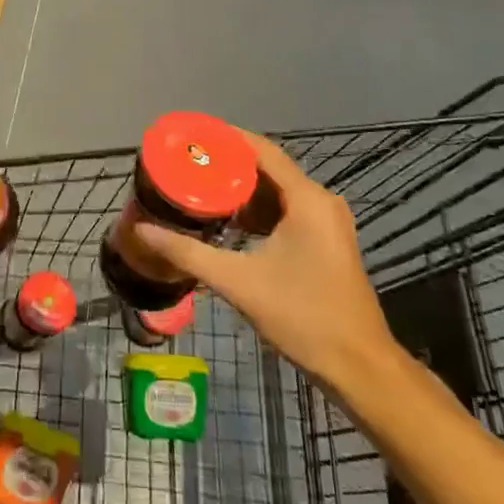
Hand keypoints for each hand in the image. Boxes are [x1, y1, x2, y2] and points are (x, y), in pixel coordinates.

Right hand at [135, 130, 398, 388]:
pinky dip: (259, 212)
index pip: (262, 150)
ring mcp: (328, 222)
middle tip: (189, 166)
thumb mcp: (239, 282)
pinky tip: (230, 223)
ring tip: (201, 189)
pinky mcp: (327, 241)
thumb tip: (143, 231)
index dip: (227, 138)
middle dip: (228, 166)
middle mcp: (321, 201)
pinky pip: (288, 211)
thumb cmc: (303, 317)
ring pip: (278, 192)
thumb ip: (189, 253)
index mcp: (307, 199)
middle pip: (269, 169)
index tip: (192, 136)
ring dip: (243, 192)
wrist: (359, 366)